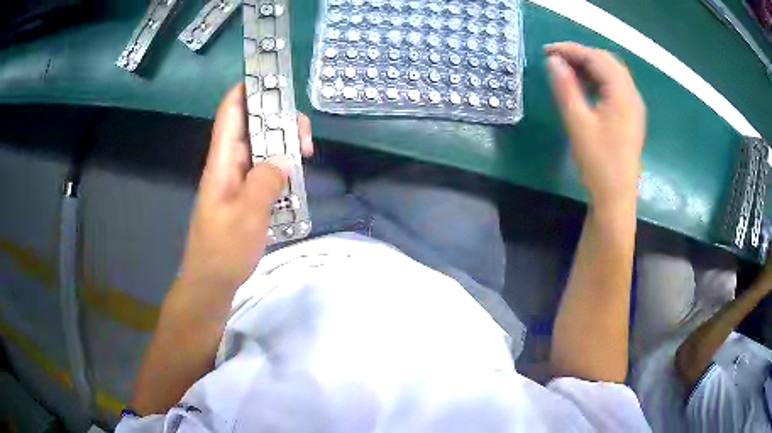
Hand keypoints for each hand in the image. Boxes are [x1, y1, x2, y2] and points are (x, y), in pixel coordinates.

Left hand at [178, 83, 312, 291]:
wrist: (211, 282)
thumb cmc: (222, 251)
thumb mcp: (247, 216)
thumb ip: (265, 182)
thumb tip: (284, 158)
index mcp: (222, 160)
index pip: (231, 110)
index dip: (249, 88)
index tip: (278, 83)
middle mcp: (229, 162)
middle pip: (254, 124)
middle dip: (281, 122)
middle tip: (304, 143)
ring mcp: (238, 178)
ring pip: (263, 147)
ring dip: (284, 147)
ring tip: (305, 160)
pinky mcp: (246, 194)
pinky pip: (266, 170)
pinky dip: (282, 169)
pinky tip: (296, 181)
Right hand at [546, 42, 645, 210]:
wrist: (616, 198)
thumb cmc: (598, 163)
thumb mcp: (578, 123)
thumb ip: (565, 88)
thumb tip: (552, 61)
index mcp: (622, 94)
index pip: (596, 58)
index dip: (570, 50)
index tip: (546, 51)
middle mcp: (632, 95)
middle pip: (607, 61)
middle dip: (580, 54)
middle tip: (555, 60)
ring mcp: (634, 106)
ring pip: (612, 72)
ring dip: (589, 66)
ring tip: (566, 70)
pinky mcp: (631, 116)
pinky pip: (615, 86)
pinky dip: (598, 79)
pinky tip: (584, 85)